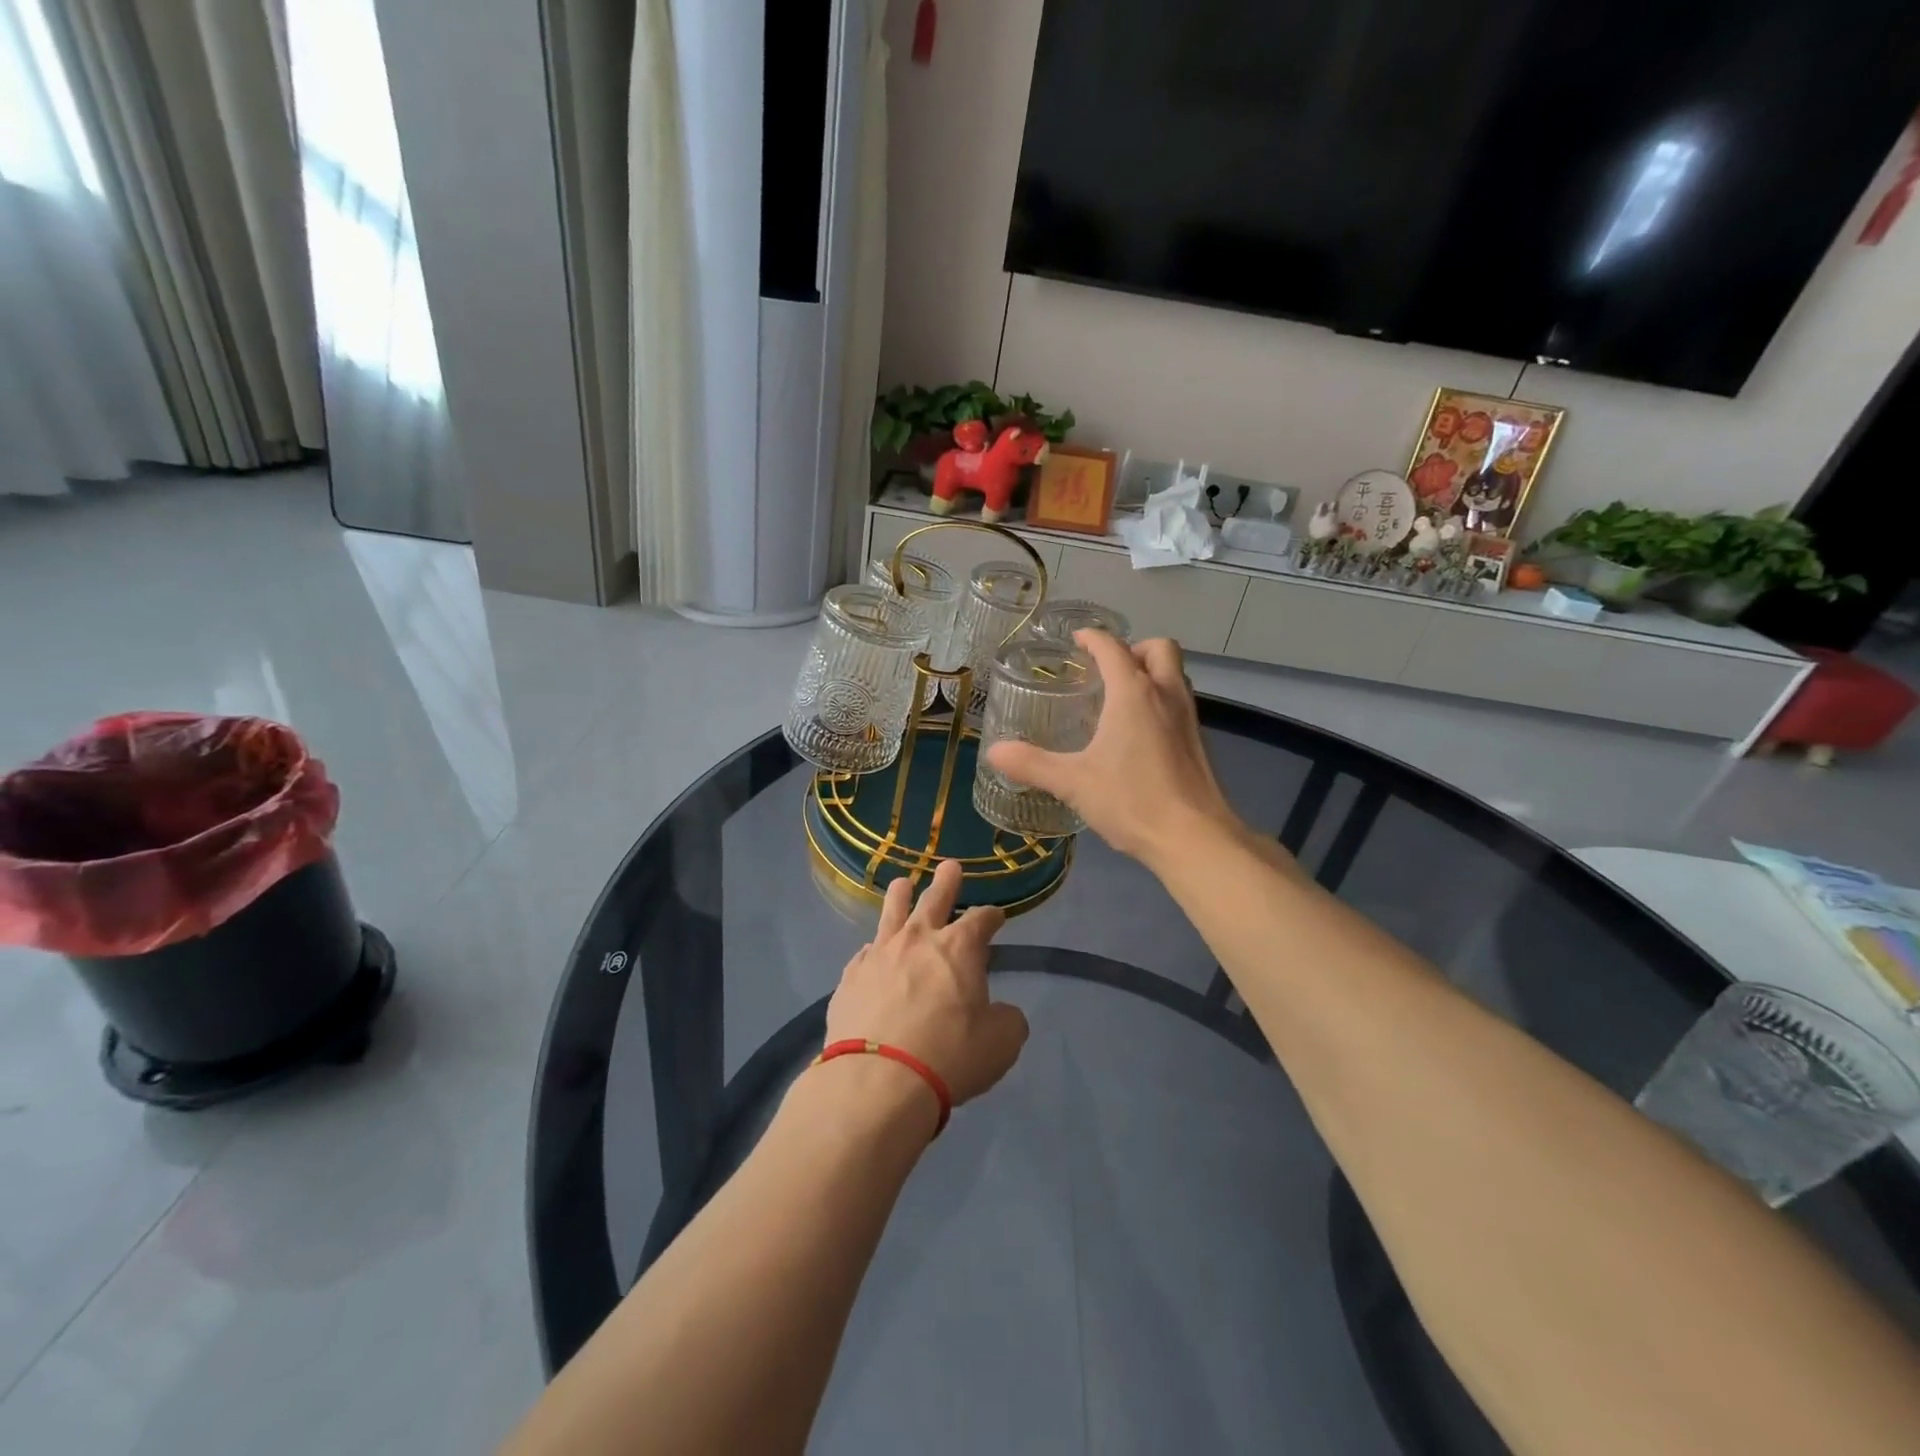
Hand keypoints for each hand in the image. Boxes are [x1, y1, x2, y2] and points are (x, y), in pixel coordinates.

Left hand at [823, 859, 1028, 1106]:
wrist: (878, 1080)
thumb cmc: (949, 1056)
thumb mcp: (1001, 1043)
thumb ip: (1007, 1020)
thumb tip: (1003, 1013)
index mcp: (959, 948)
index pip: (981, 919)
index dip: (992, 916)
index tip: (996, 916)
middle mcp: (918, 940)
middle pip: (934, 899)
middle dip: (947, 882)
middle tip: (950, 866)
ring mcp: (880, 954)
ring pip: (892, 912)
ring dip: (900, 896)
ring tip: (902, 884)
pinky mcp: (851, 977)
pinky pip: (866, 953)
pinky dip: (875, 949)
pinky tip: (873, 952)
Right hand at [985, 631, 1243, 867]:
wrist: (1194, 838)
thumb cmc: (1132, 800)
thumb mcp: (1073, 782)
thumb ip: (1032, 764)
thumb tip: (993, 752)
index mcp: (1133, 693)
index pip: (1112, 648)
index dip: (1092, 638)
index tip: (1076, 640)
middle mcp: (1166, 694)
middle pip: (1158, 648)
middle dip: (1133, 648)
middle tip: (1106, 669)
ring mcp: (1188, 717)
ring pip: (1174, 674)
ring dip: (1151, 672)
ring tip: (1120, 697)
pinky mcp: (1198, 742)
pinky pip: (1179, 702)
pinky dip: (1160, 700)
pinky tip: (1139, 733)